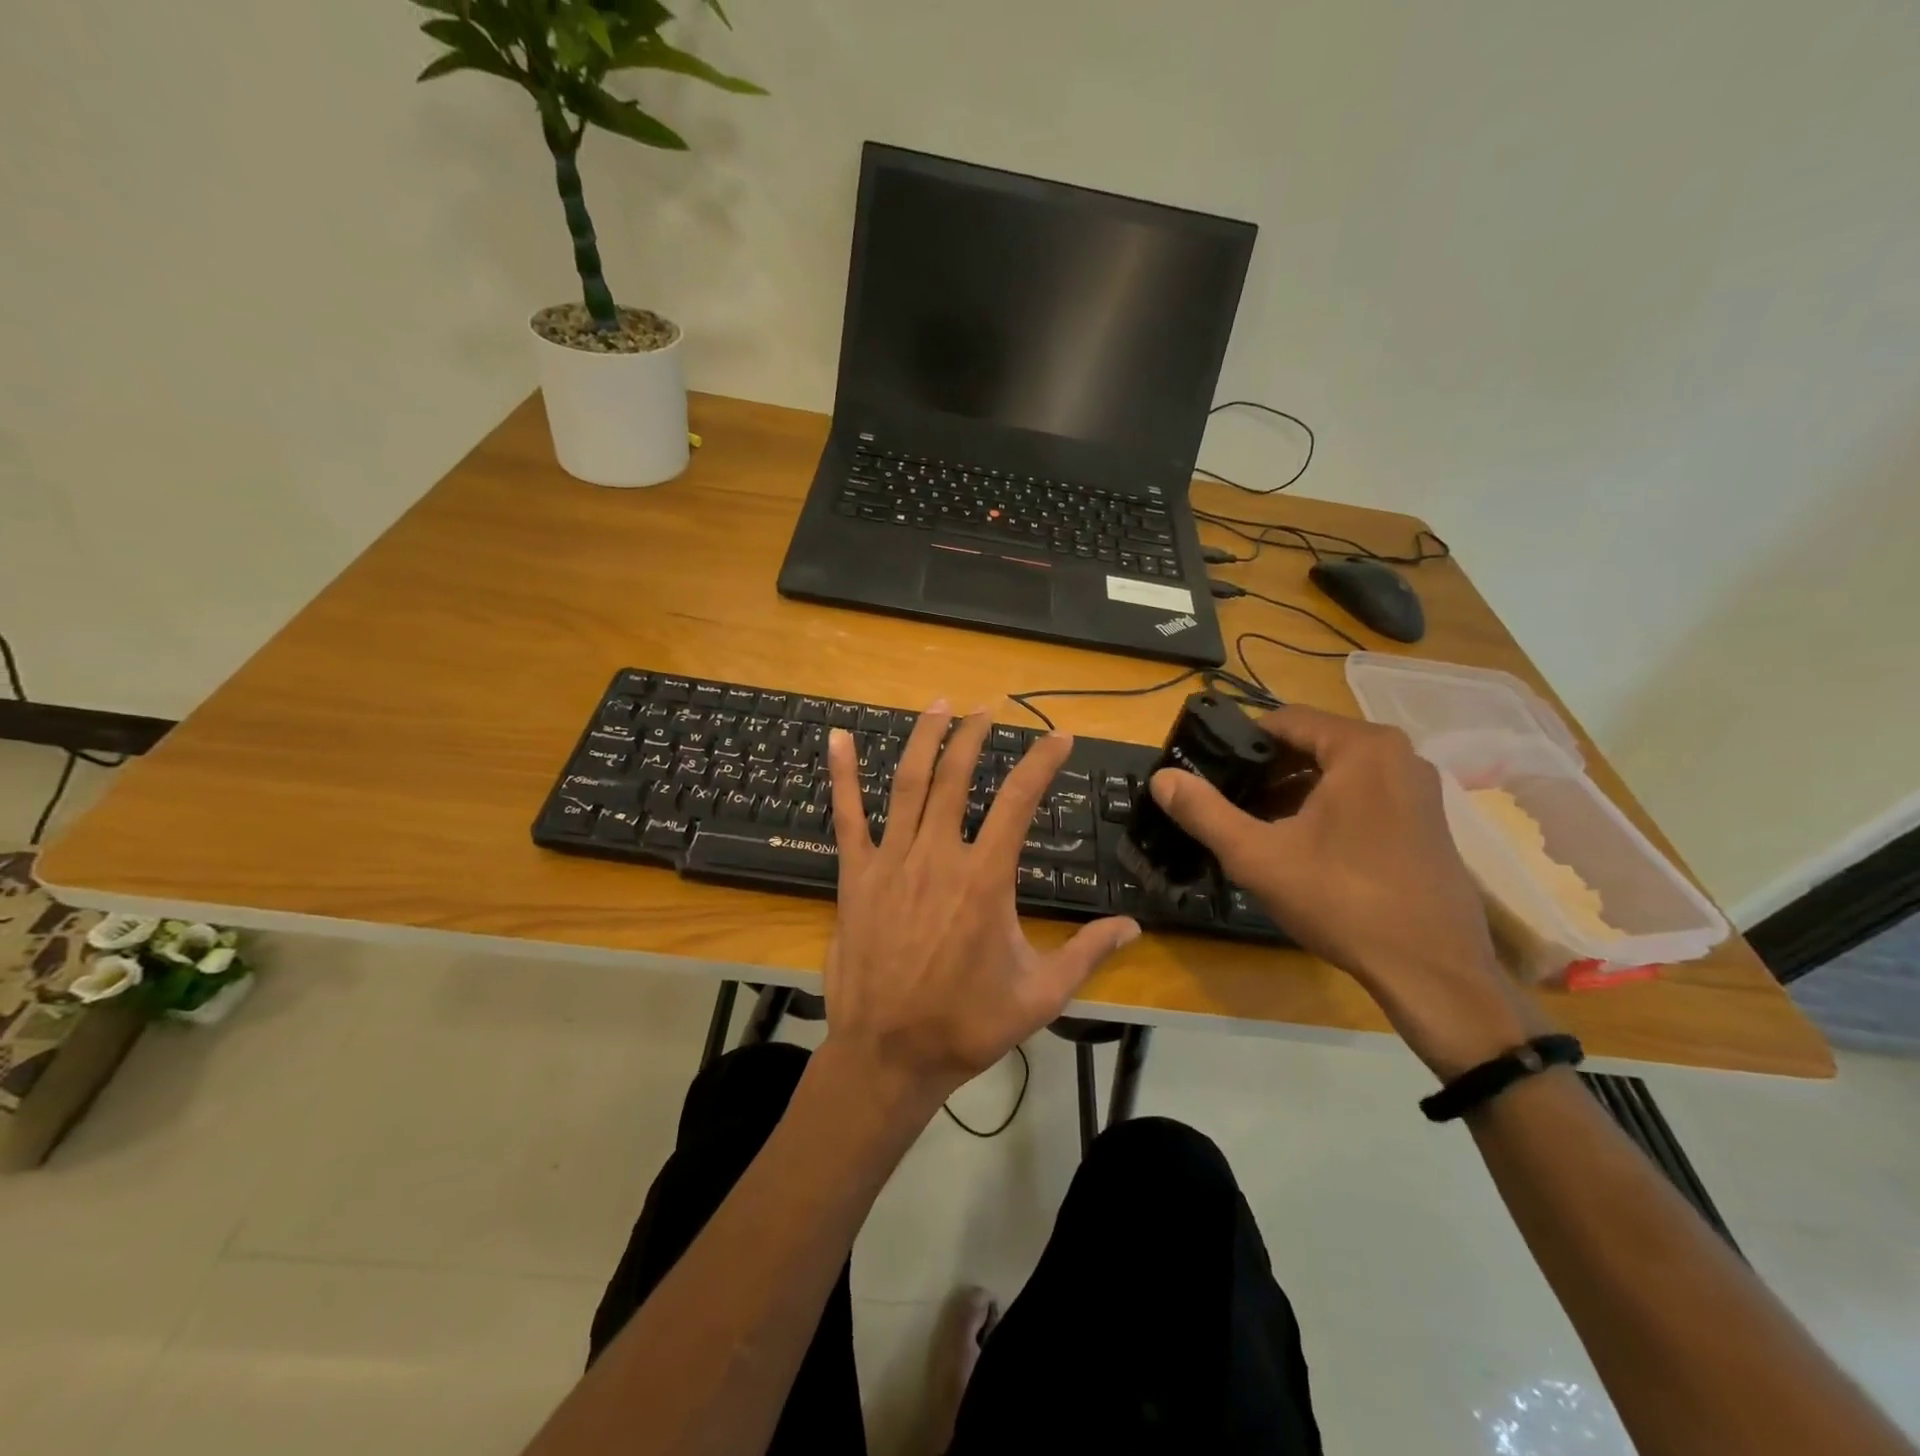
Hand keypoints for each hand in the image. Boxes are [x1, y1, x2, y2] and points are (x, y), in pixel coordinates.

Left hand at [822, 702, 1140, 1105]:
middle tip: (988, 708)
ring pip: (907, 784)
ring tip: (940, 705)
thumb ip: (1087, 953)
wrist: (889, 1055)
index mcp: (985, 879)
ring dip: (925, 739)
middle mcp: (938, 856)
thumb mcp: (1040, 995)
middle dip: (975, 735)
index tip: (1058, 737)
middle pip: (957, 777)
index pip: (1019, 802)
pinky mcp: (855, 876)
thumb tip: (1132, 927)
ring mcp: (891, 862)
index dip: (1041, 762)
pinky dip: (841, 775)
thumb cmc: (967, 1025)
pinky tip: (836, 738)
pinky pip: (846, 817)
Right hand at [1148, 705, 1550, 1077]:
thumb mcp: (1258, 856)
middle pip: (1312, 744)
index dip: (1239, 742)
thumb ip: (1204, 812)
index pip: (1285, 720)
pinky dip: (1327, 807)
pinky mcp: (1427, 821)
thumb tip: (1162, 778)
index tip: (1208, 770)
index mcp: (1362, 748)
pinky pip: (1364, 795)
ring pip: (1337, 772)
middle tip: (1227, 801)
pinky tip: (1301, 845)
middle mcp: (1398, 755)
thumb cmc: (1341, 900)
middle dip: (1265, 770)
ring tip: (1255, 824)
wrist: (1432, 970)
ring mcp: (1419, 789)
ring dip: (1294, 791)